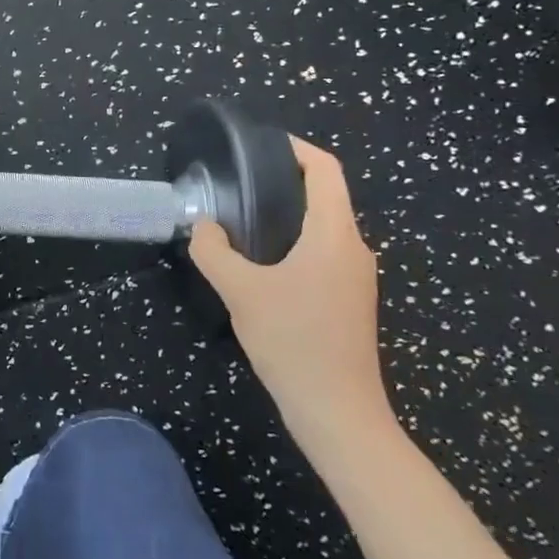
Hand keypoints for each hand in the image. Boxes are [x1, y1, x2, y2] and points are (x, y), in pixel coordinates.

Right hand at [188, 136, 390, 452]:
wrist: (338, 413)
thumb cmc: (294, 342)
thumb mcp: (241, 292)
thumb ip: (214, 251)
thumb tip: (203, 226)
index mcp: (335, 236)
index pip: (326, 170)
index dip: (297, 148)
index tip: (261, 144)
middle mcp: (353, 249)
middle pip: (326, 196)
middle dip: (285, 180)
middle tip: (239, 181)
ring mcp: (355, 277)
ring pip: (324, 227)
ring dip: (288, 214)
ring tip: (242, 217)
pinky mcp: (349, 300)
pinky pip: (323, 253)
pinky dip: (294, 242)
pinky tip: (261, 262)